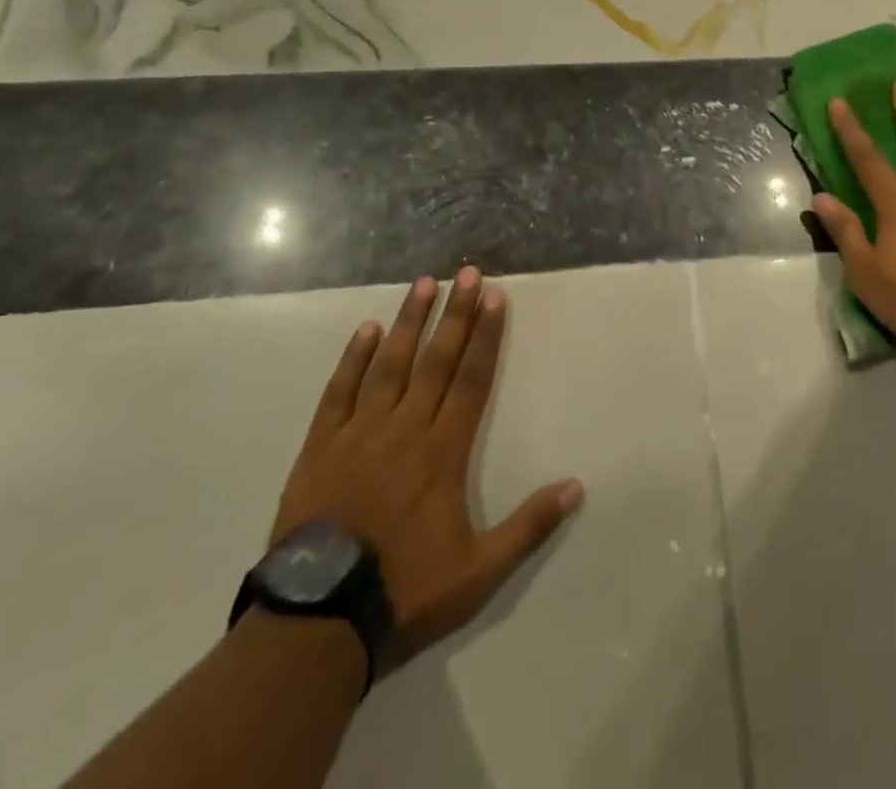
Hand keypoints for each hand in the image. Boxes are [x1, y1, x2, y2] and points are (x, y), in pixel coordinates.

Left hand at [270, 267, 584, 668]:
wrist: (318, 623)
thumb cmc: (404, 592)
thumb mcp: (479, 572)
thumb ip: (529, 526)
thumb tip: (577, 487)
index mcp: (443, 452)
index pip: (471, 379)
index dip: (486, 336)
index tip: (495, 297)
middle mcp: (405, 429)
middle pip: (436, 360)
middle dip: (456, 314)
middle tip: (467, 272)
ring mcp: (359, 434)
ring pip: (390, 365)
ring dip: (410, 321)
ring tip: (424, 283)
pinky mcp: (321, 447)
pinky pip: (339, 392)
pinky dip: (354, 358)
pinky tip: (368, 329)